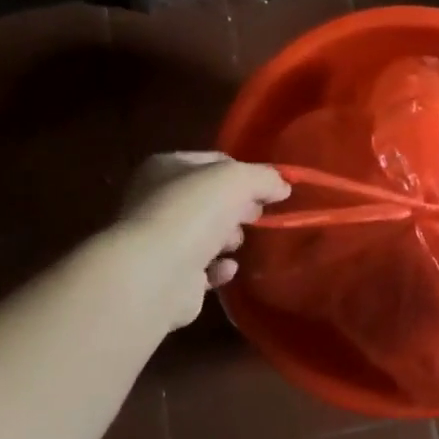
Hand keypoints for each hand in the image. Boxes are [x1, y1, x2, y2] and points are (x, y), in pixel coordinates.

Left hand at [115, 152, 290, 326]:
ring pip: (206, 234)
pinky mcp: (168, 276)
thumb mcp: (237, 179)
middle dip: (237, 208)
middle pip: (210, 199)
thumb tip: (282, 186)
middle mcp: (155, 200)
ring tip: (234, 244)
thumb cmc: (192, 213)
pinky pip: (203, 268)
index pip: (212, 161)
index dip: (243, 172)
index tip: (267, 190)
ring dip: (228, 238)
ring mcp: (159, 241)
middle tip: (254, 217)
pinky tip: (227, 268)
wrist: (156, 273)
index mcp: (164, 167)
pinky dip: (219, 268)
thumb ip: (264, 178)